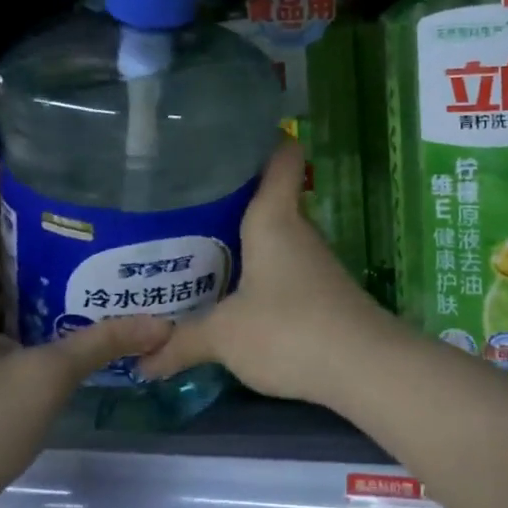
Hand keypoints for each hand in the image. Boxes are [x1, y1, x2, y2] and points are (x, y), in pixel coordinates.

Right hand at [139, 141, 401, 407]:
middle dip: (227, 199)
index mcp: (274, 217)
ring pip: (272, 236)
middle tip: (180, 206)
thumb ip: (182, 342)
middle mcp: (296, 229)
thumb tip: (143, 360)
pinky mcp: (320, 291)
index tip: (225, 139)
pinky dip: (256, 273)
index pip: (281, 154)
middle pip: (266, 196)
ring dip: (239, 242)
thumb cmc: (289, 329)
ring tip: (192, 249)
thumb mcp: (225, 335)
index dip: (260, 138)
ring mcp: (312, 261)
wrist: (365, 369)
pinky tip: (228, 294)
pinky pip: (280, 268)